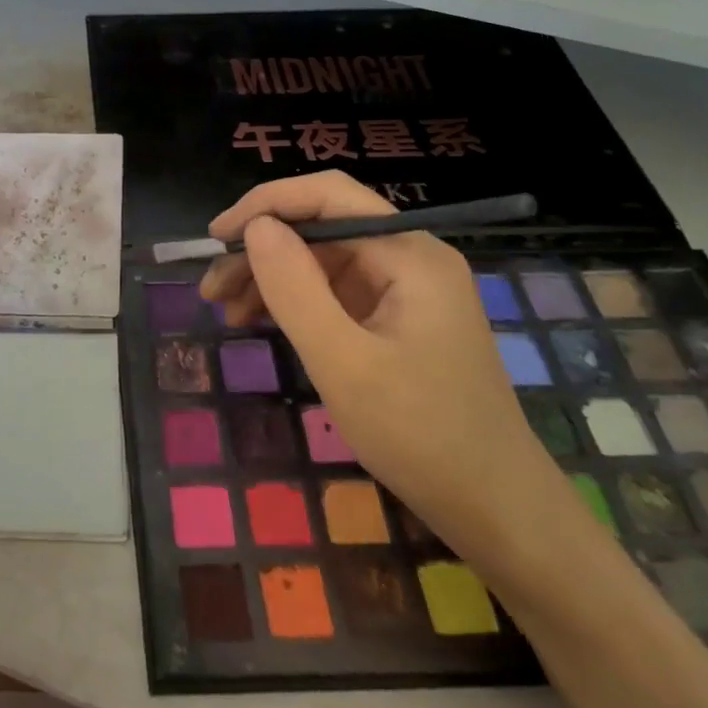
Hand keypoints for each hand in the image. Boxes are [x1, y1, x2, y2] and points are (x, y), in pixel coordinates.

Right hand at [199, 171, 563, 562]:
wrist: (497, 510)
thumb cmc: (421, 435)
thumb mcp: (343, 362)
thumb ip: (295, 288)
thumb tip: (255, 226)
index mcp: (408, 254)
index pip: (328, 196)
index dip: (266, 204)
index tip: (217, 235)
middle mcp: (408, 258)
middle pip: (320, 227)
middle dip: (261, 249)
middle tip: (211, 287)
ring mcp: (403, 290)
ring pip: (320, 260)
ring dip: (269, 277)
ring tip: (224, 309)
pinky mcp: (394, 319)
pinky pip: (332, 292)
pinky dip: (292, 302)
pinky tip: (258, 322)